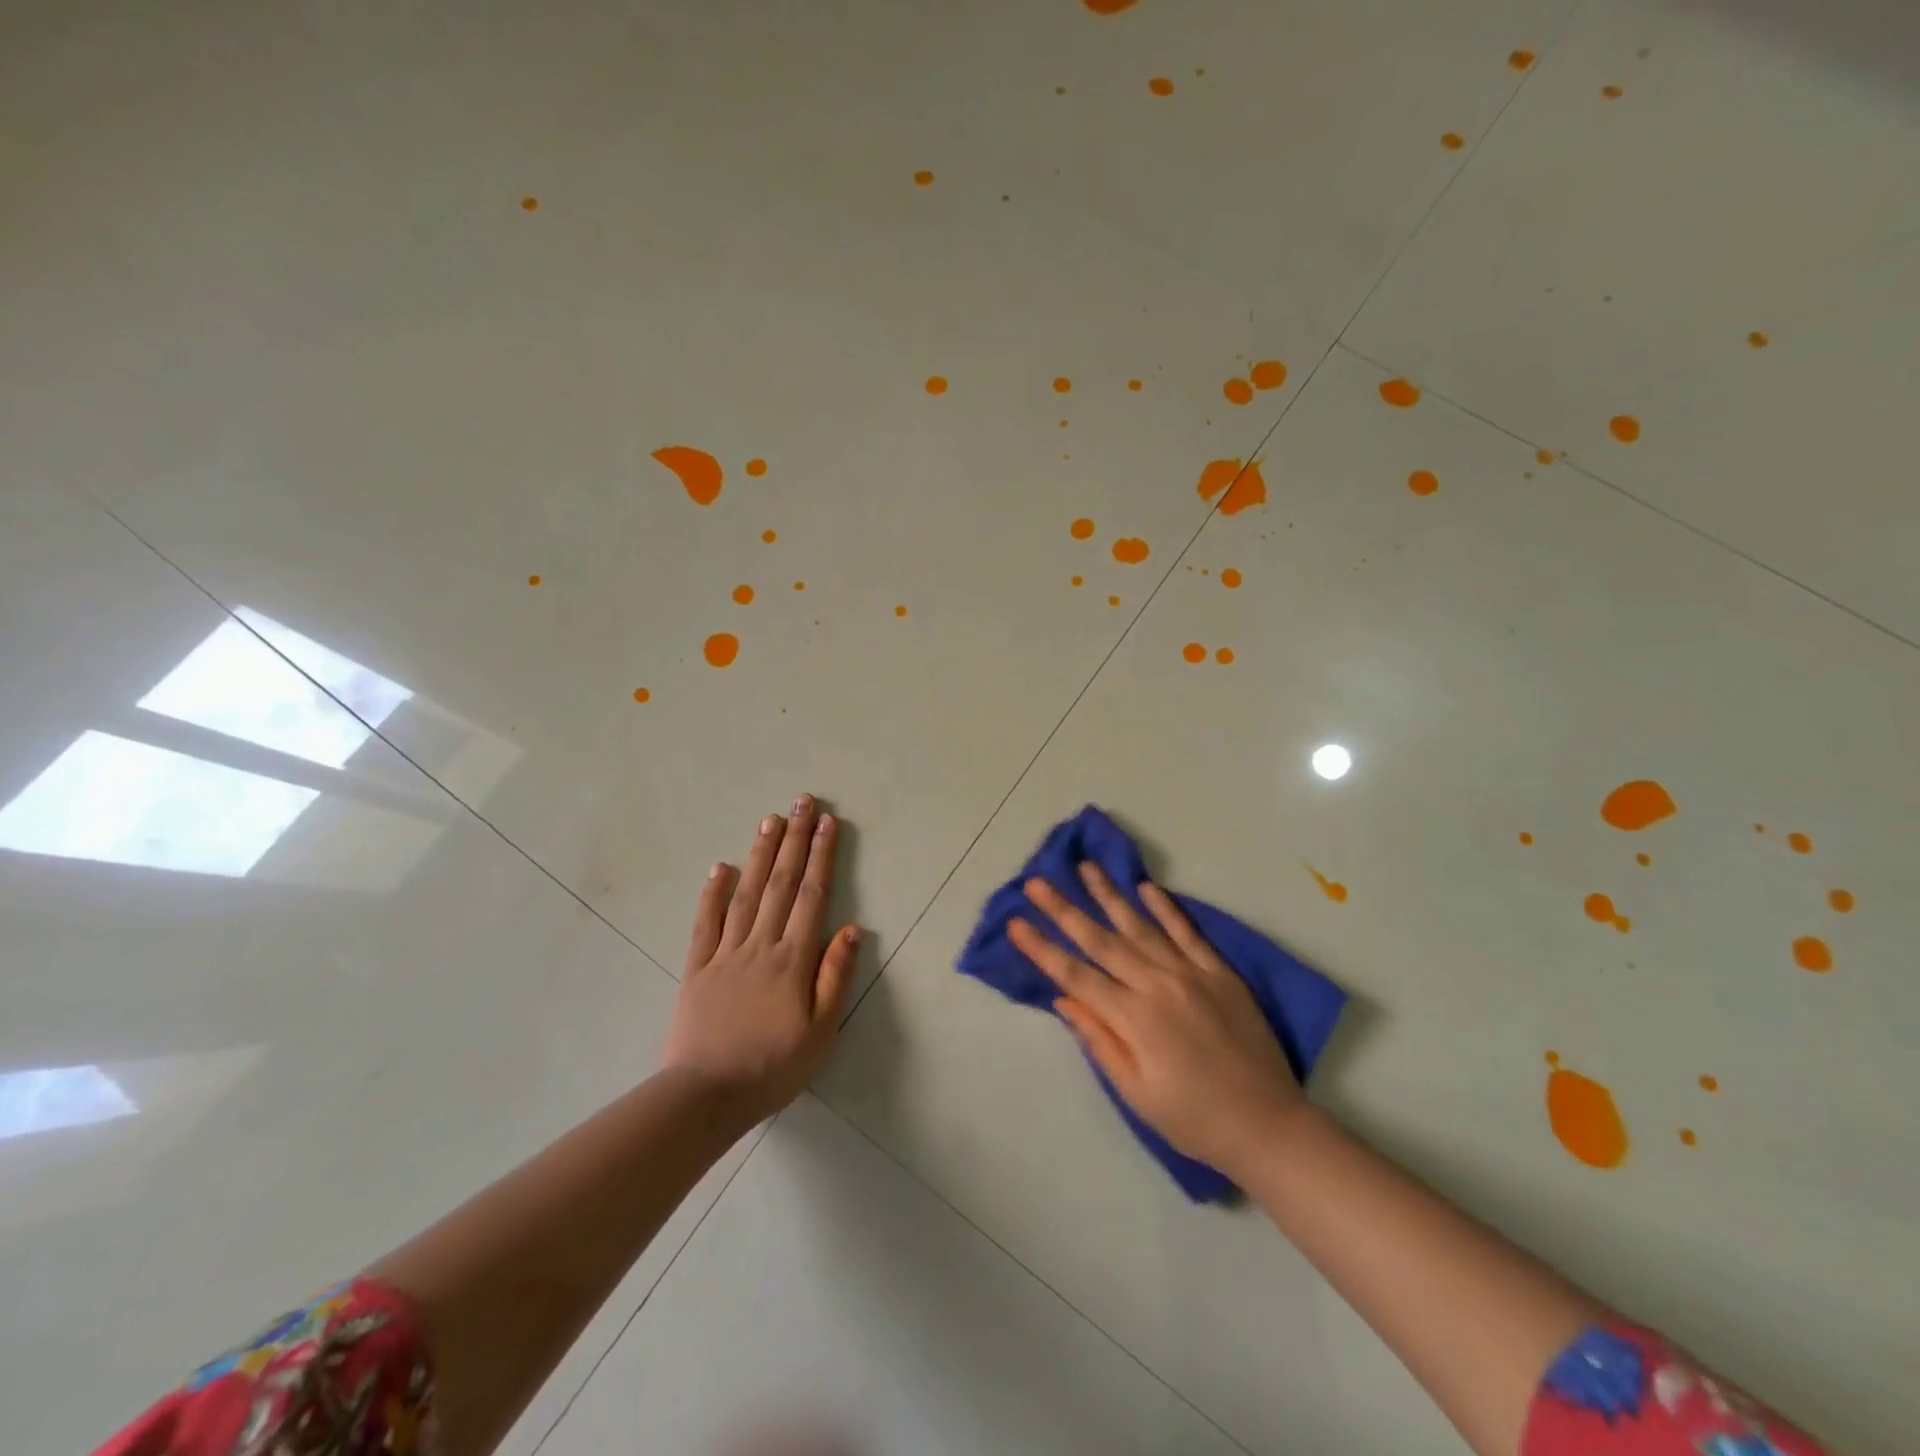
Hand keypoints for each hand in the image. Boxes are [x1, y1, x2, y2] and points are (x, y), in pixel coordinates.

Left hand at [663, 795, 860, 1122]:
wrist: (705, 1096)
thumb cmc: (773, 1067)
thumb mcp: (821, 1032)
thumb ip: (835, 976)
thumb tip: (852, 928)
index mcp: (792, 959)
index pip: (811, 895)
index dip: (822, 856)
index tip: (828, 823)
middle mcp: (760, 944)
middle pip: (781, 883)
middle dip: (794, 839)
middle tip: (802, 802)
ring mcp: (725, 953)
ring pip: (746, 893)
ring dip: (760, 854)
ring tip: (770, 819)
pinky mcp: (696, 967)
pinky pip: (705, 923)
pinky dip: (712, 892)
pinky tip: (721, 866)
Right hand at [1009, 863, 1304, 1178]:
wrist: (1267, 1125)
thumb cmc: (1193, 1119)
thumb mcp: (1136, 1093)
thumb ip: (1100, 1041)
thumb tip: (1064, 998)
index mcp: (1134, 1019)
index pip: (1076, 974)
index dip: (1042, 948)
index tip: (1016, 922)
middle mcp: (1158, 986)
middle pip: (1102, 941)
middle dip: (1065, 909)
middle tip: (1037, 880)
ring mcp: (1191, 974)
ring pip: (1141, 926)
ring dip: (1110, 895)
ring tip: (1085, 867)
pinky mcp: (1219, 973)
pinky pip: (1188, 933)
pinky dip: (1167, 909)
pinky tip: (1147, 887)